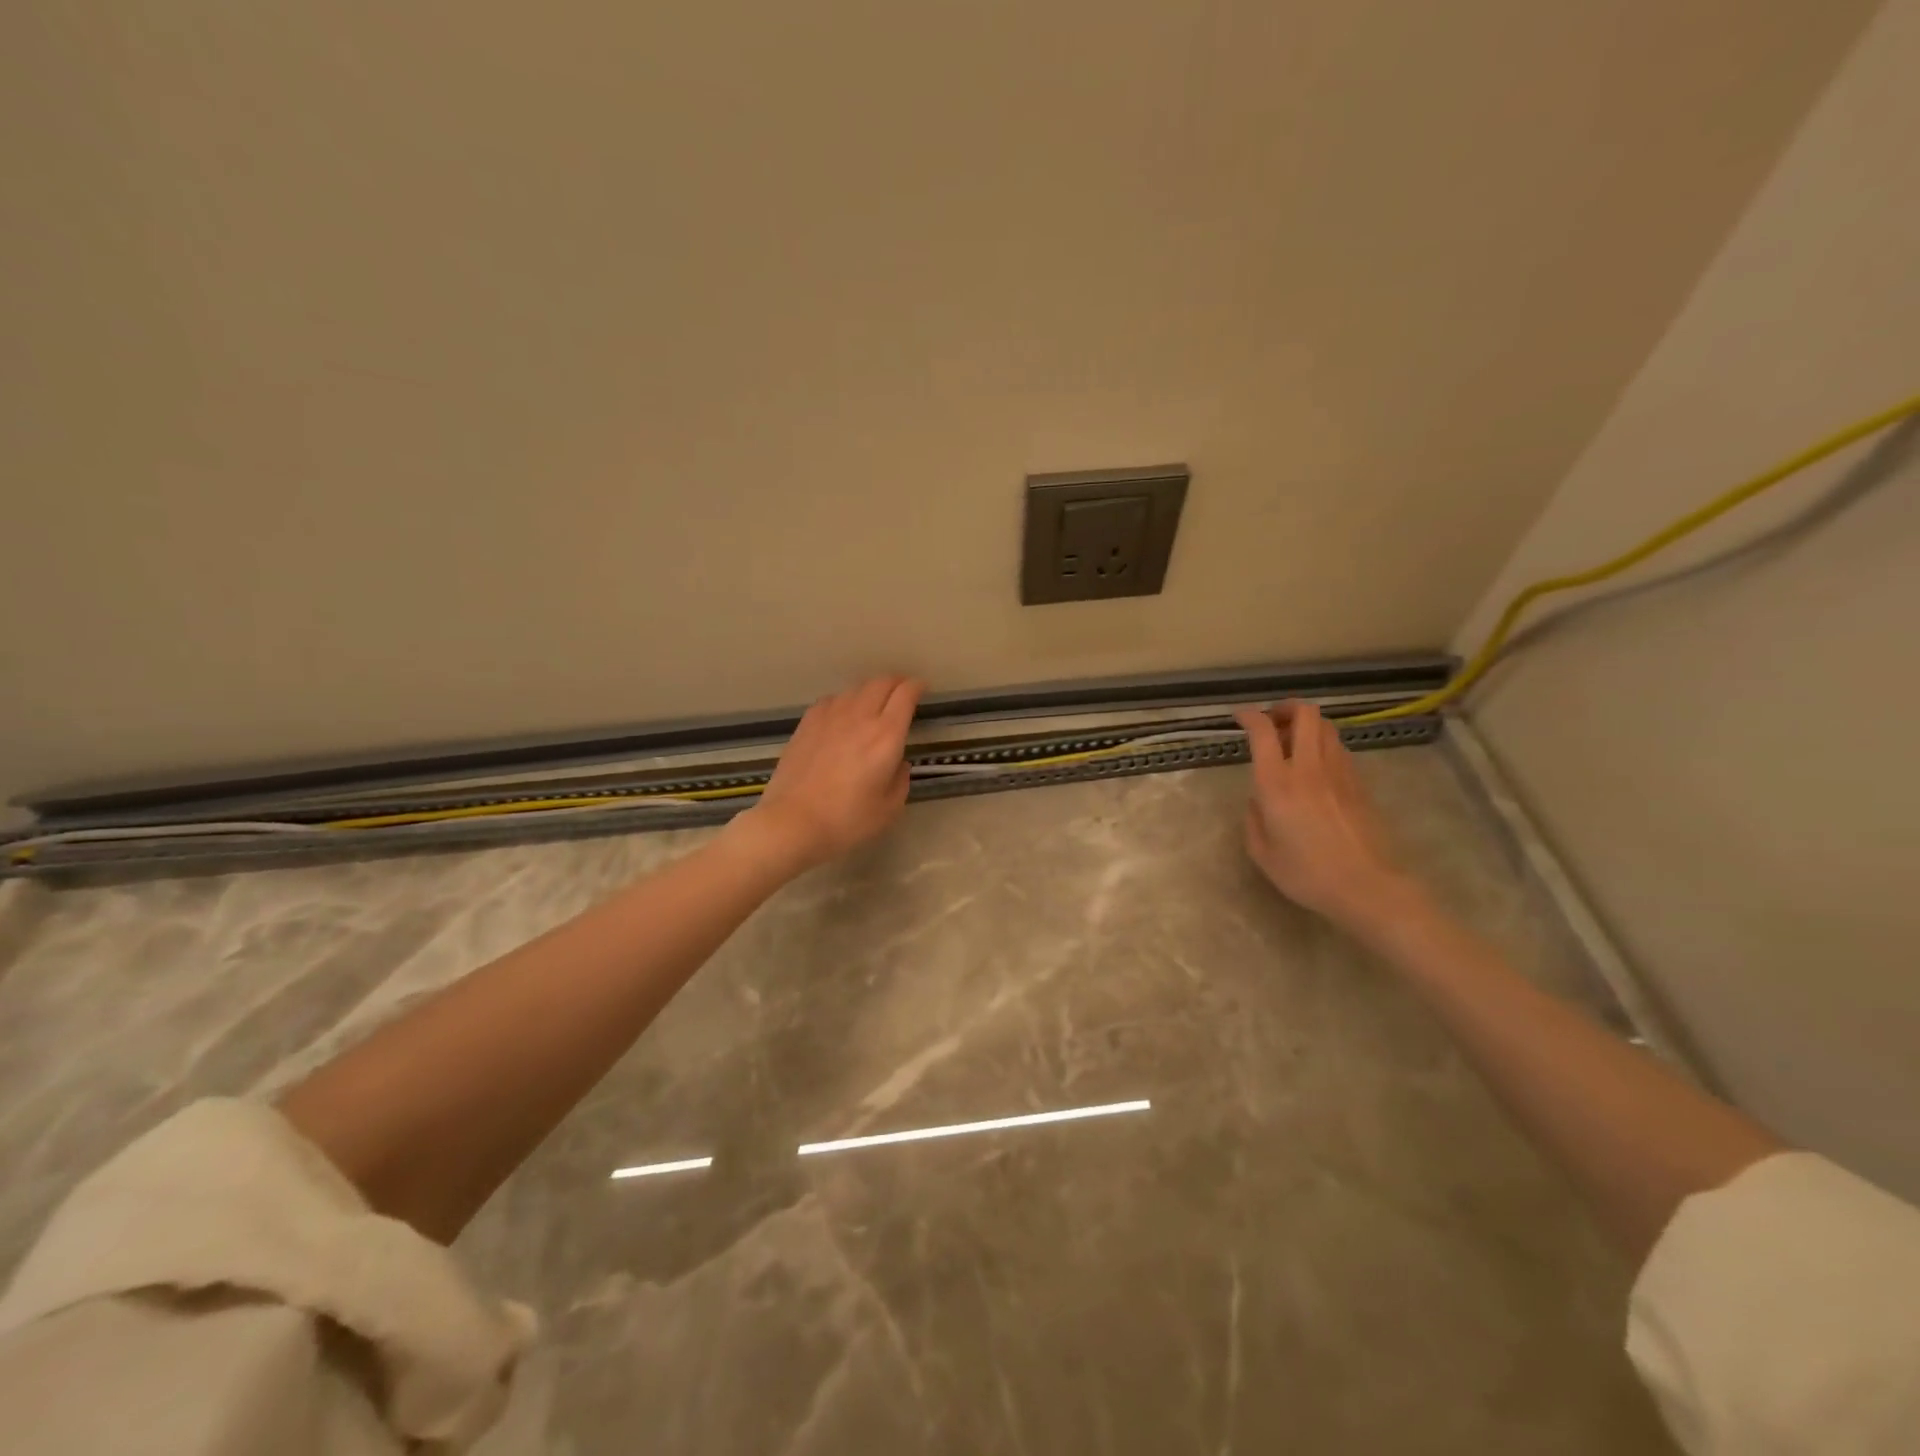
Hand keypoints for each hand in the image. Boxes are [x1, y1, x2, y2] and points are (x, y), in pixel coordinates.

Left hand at [735, 675, 923, 873]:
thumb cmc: (847, 820)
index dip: (917, 687)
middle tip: (902, 692)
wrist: (793, 822)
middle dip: (896, 682)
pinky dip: (845, 700)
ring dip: (870, 690)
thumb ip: (900, 780)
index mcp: (886, 735)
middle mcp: (860, 717)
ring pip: (855, 688)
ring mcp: (830, 717)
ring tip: (874, 702)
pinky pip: (832, 699)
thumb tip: (898, 763)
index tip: (922, 690)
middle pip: (881, 682)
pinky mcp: (807, 723)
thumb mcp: (889, 808)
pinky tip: (842, 714)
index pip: (906, 694)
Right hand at [1234, 701, 1420, 930]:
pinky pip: (1338, 748)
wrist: (1368, 887)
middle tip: (1272, 723)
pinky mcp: (1359, 783)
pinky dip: (1322, 745)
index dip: (1250, 716)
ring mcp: (1339, 772)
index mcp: (1277, 784)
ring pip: (1326, 727)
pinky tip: (1314, 767)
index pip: (1263, 731)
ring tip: (1292, 744)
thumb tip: (1257, 801)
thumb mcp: (1263, 854)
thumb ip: (1253, 820)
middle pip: (1305, 713)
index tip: (1240, 717)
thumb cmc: (1308, 874)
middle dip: (1285, 708)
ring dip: (1306, 725)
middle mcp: (1309, 768)